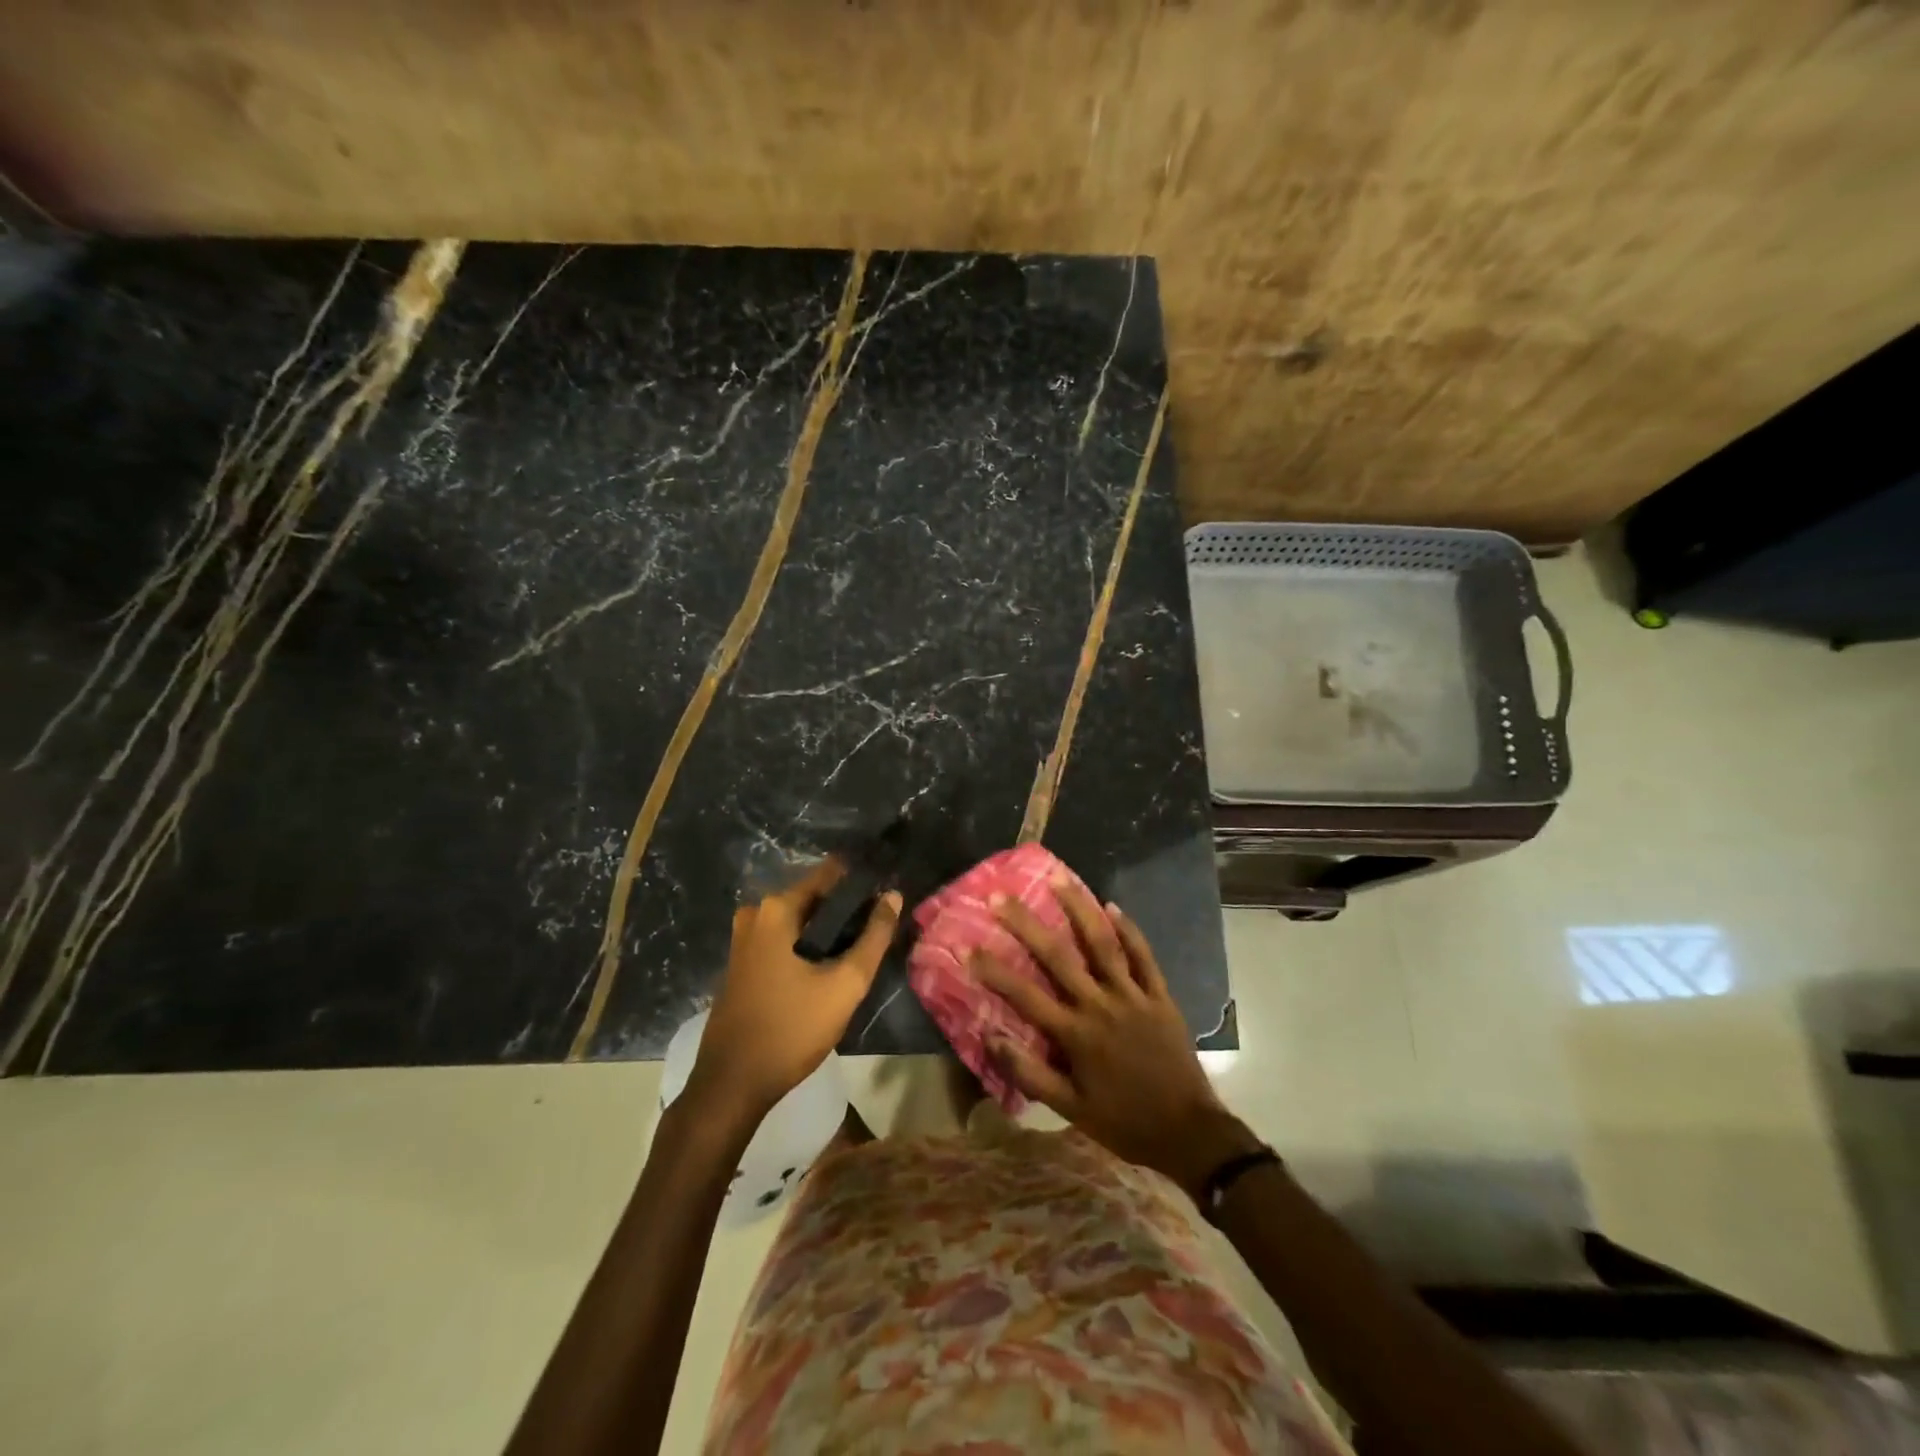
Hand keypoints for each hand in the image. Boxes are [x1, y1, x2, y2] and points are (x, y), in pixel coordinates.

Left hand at [687, 860, 901, 1128]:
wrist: (732, 1084)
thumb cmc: (791, 1029)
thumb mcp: (845, 984)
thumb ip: (874, 937)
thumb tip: (893, 895)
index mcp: (777, 909)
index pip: (830, 874)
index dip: (862, 882)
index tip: (888, 892)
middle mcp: (756, 914)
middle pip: (815, 898)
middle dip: (847, 909)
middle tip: (881, 927)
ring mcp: (744, 939)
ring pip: (800, 921)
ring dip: (829, 930)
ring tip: (863, 948)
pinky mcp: (742, 962)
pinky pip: (784, 939)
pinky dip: (808, 945)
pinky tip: (831, 966)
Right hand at [975, 875, 1260, 1200]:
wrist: (1188, 1132)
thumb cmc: (1123, 1122)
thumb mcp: (1070, 1110)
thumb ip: (1030, 1073)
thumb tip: (990, 1038)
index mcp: (1076, 1034)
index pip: (1025, 995)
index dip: (994, 971)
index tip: (968, 946)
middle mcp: (1101, 1005)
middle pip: (1059, 956)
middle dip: (1027, 924)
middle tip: (1002, 896)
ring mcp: (1133, 996)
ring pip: (1103, 944)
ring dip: (1079, 909)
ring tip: (1059, 879)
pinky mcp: (1160, 996)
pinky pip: (1143, 956)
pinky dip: (1129, 930)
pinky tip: (1112, 906)